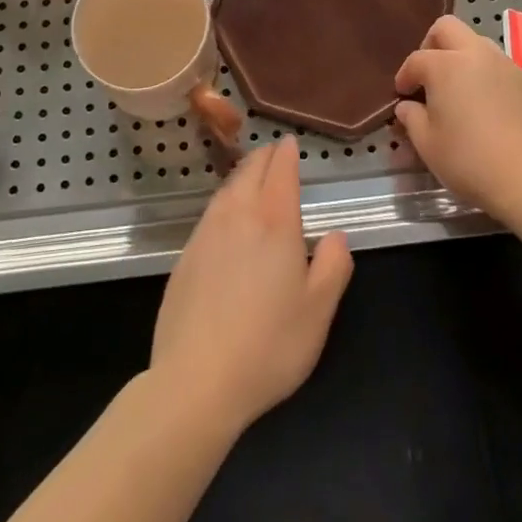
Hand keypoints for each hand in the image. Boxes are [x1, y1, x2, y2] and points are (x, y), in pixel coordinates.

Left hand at [149, 137, 352, 434]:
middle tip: (275, 154)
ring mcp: (206, 232)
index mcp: (275, 220)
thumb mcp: (319, 311)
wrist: (196, 380)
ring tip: (252, 177)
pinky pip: (210, 213)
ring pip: (227, 188)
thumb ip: (334, 265)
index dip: (287, 152)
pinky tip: (227, 219)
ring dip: (243, 176)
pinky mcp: (186, 255)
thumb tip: (335, 235)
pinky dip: (225, 202)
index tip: (290, 142)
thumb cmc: (269, 344)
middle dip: (265, 157)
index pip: (280, 169)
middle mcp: (238, 214)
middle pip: (251, 170)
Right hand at [393, 14, 521, 221]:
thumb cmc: (470, 161)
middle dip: (431, 44)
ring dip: (461, 57)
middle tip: (428, 75)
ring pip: (477, 42)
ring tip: (457, 89)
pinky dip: (484, 74)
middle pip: (448, 28)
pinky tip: (485, 105)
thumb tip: (407, 107)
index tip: (402, 94)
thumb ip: (412, 119)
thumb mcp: (428, 145)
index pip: (417, 59)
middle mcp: (475, 54)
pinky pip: (498, 65)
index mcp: (446, 65)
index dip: (405, 75)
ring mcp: (505, 65)